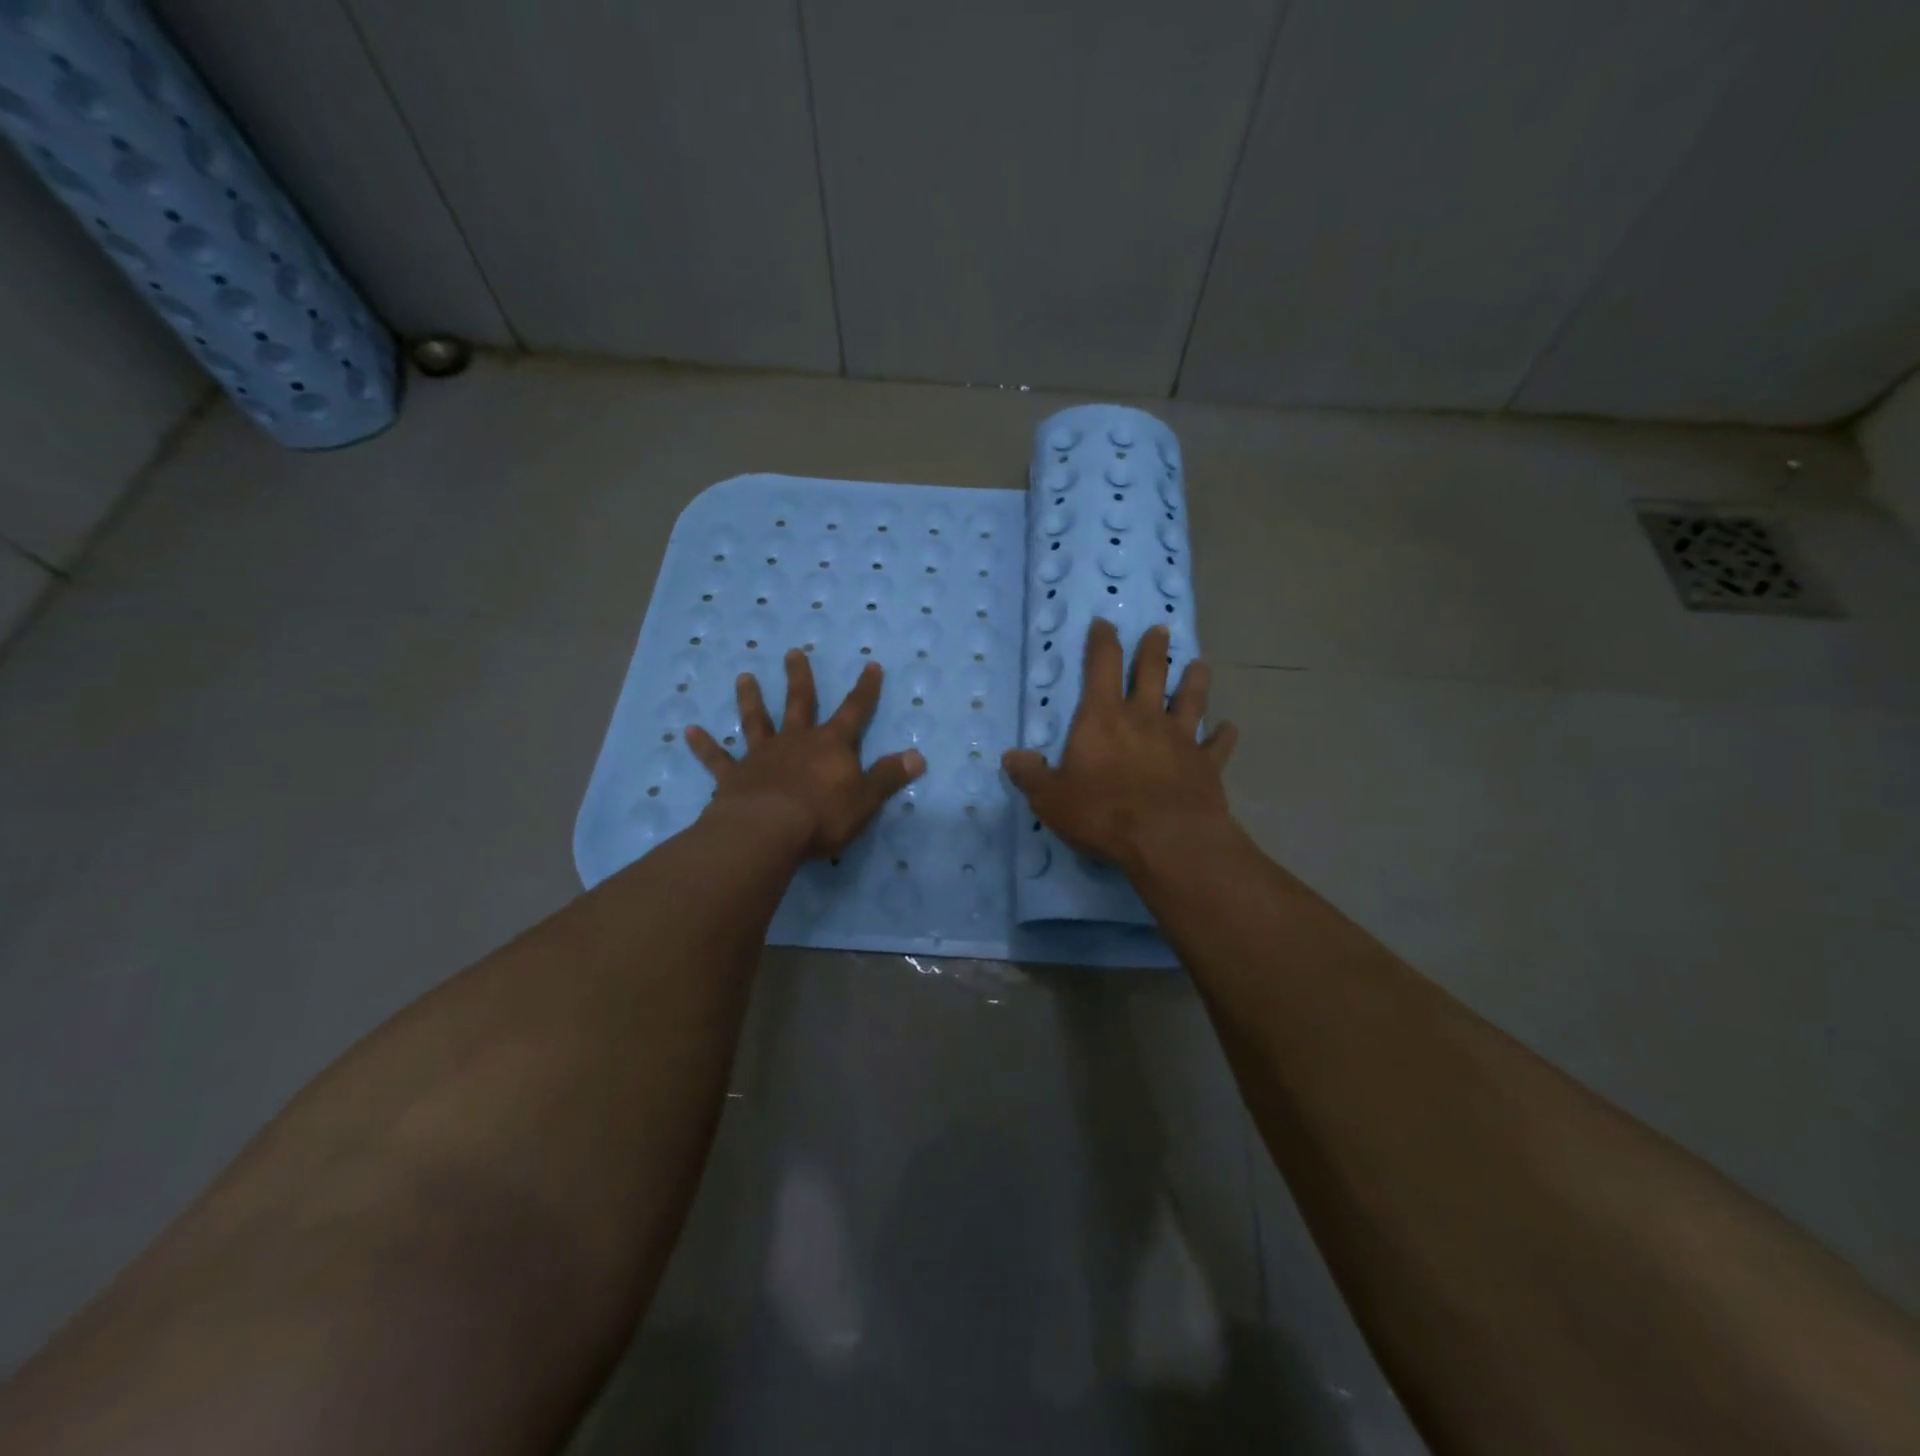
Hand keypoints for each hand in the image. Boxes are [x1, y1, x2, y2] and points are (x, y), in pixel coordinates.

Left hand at [686, 650, 923, 859]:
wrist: (768, 831)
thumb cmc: (823, 817)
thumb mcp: (866, 800)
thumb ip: (889, 777)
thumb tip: (918, 756)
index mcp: (831, 745)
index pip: (855, 711)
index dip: (865, 689)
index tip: (871, 665)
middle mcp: (796, 741)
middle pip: (799, 702)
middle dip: (799, 677)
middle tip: (792, 652)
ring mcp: (762, 756)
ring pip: (756, 720)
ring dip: (750, 699)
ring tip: (744, 677)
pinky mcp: (734, 776)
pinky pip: (717, 758)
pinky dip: (703, 745)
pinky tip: (687, 730)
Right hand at [1002, 620, 1237, 868]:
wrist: (1167, 840)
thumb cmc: (1102, 813)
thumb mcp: (1050, 798)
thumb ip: (1030, 775)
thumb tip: (1012, 756)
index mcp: (1103, 718)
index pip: (1102, 666)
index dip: (1103, 642)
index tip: (1105, 623)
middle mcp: (1145, 718)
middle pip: (1152, 673)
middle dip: (1154, 649)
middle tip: (1161, 629)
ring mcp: (1180, 739)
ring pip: (1191, 700)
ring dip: (1195, 680)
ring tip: (1200, 664)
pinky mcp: (1207, 765)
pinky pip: (1218, 745)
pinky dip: (1224, 735)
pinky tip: (1230, 728)